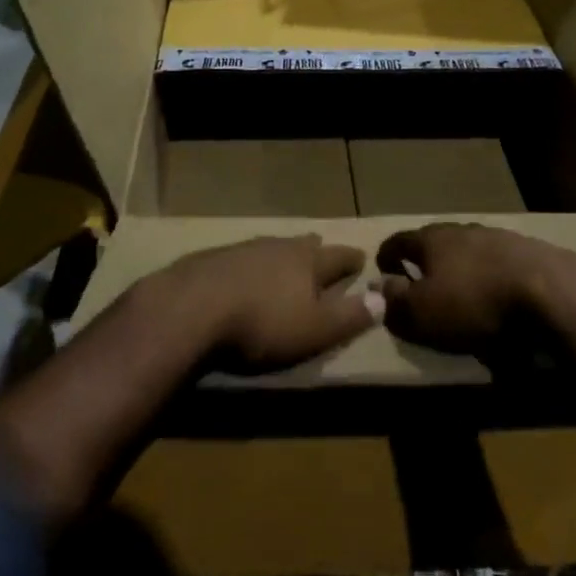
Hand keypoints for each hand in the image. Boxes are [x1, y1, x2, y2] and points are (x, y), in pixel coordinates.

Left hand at [157, 235, 380, 373]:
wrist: (191, 308)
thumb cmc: (262, 324)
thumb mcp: (315, 329)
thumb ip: (349, 316)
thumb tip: (384, 298)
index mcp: (306, 263)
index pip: (337, 257)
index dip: (350, 259)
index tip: (361, 256)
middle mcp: (276, 248)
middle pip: (301, 245)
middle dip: (314, 249)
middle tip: (321, 246)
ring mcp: (241, 250)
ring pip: (269, 247)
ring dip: (280, 254)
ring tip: (283, 258)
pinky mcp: (210, 260)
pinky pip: (239, 258)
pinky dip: (248, 264)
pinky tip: (240, 272)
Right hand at [376, 223, 575, 380]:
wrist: (554, 295)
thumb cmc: (476, 304)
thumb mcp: (423, 314)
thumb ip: (397, 303)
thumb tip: (383, 289)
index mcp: (434, 239)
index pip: (400, 240)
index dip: (388, 254)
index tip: (382, 266)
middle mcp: (466, 230)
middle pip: (439, 241)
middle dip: (429, 260)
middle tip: (423, 280)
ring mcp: (503, 238)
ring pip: (474, 250)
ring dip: (465, 267)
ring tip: (465, 291)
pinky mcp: (536, 254)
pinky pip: (505, 264)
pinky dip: (496, 278)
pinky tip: (503, 298)